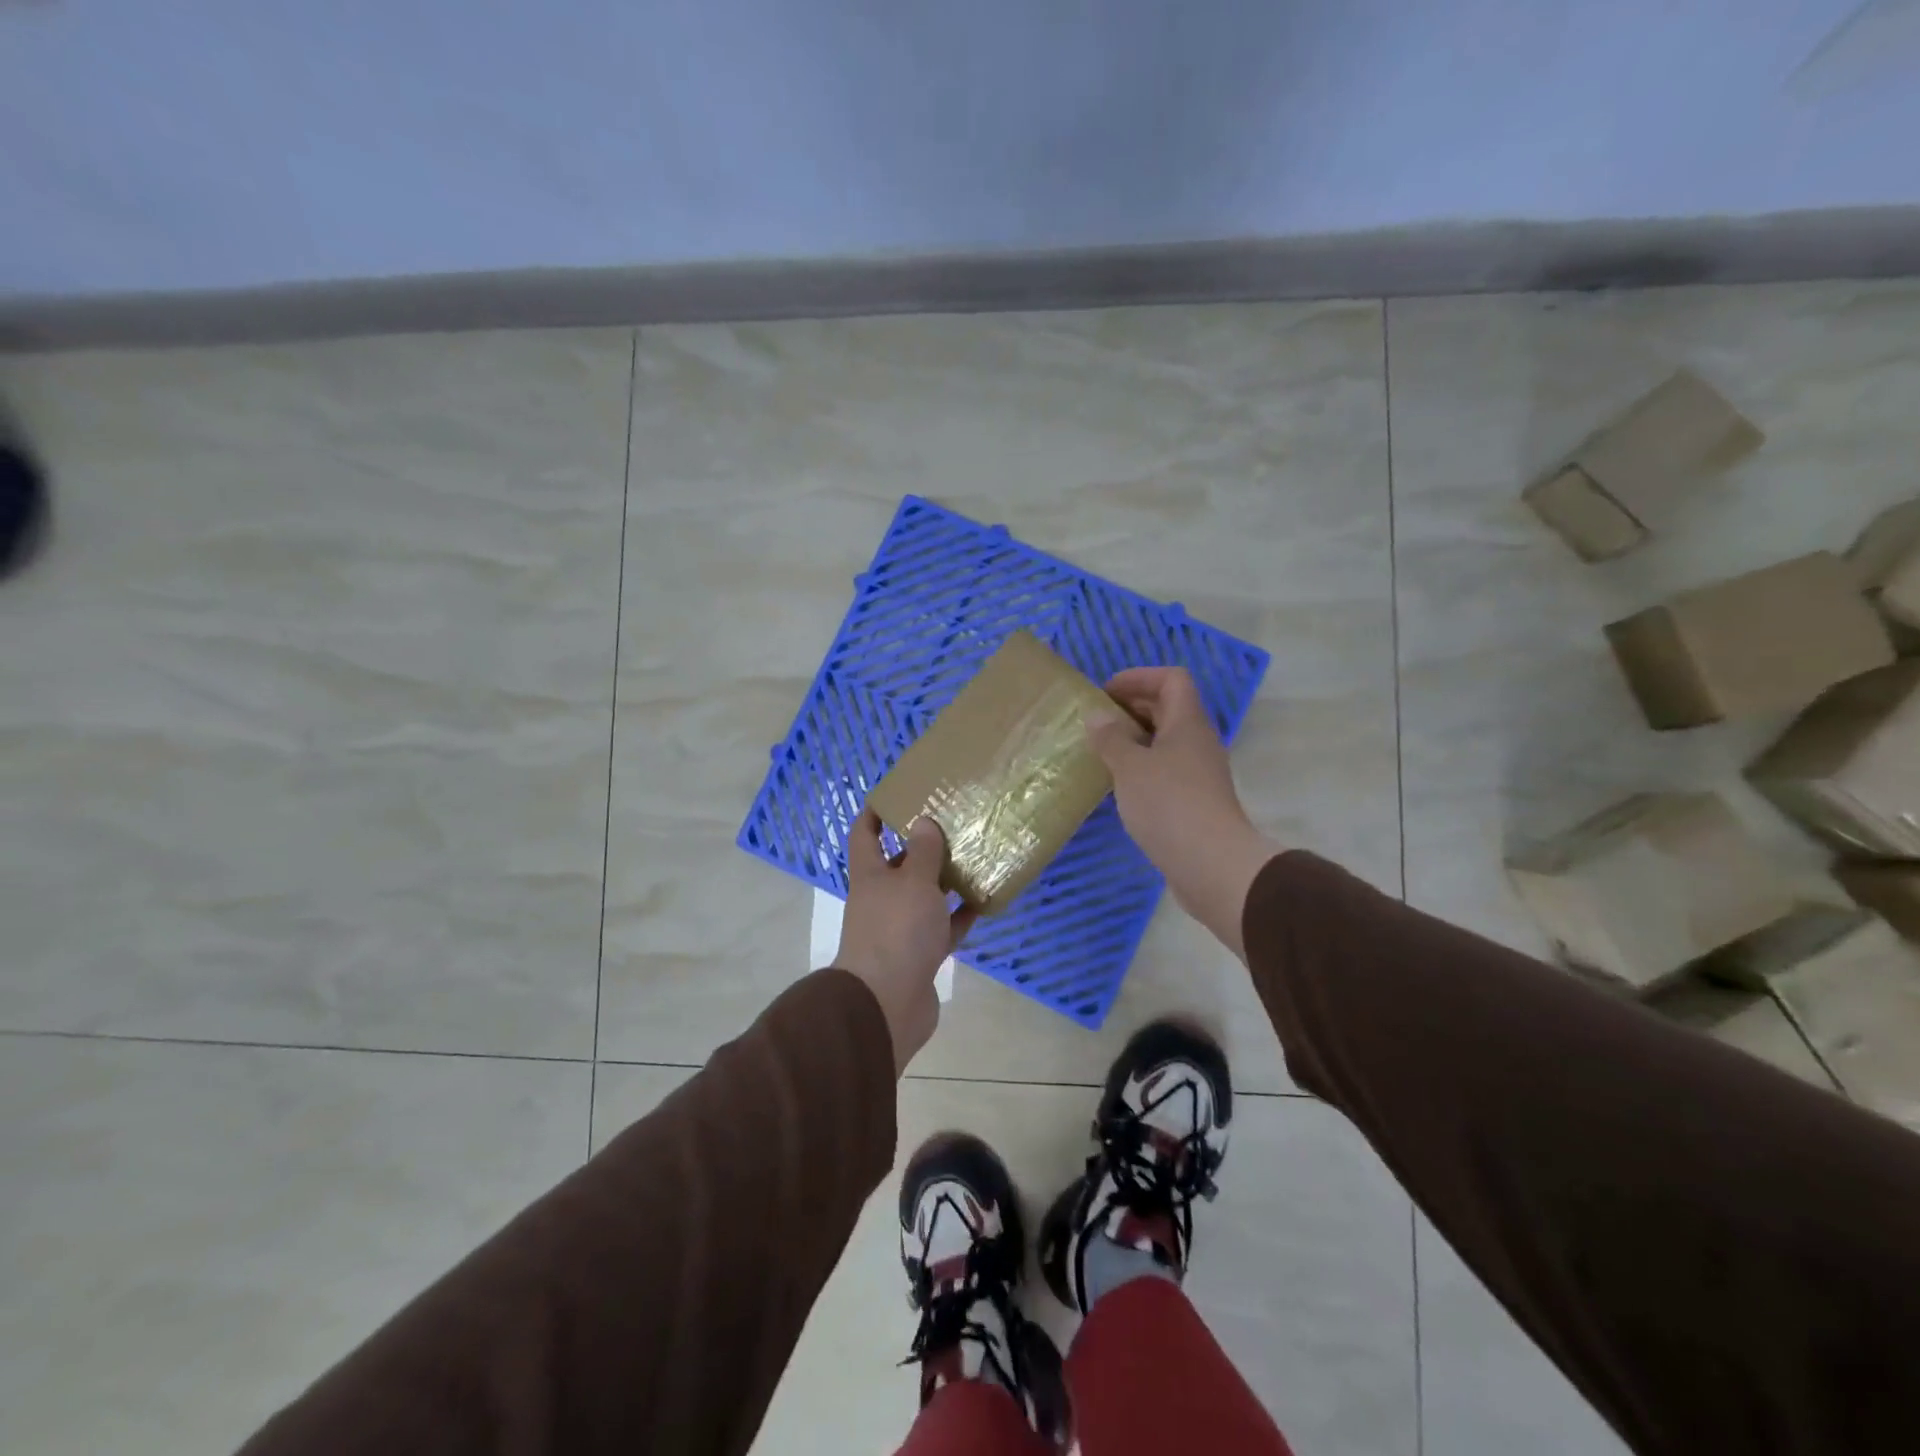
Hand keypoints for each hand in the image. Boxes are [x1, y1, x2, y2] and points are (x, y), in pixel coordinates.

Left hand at [837, 810, 976, 1074]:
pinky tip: (985, 902)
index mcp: (870, 875)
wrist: (887, 1004)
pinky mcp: (920, 955)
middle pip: (899, 864)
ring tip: (975, 857)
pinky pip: (943, 928)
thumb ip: (923, 853)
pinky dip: (960, 916)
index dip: (874, 812)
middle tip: (953, 824)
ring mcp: (900, 928)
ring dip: (945, 880)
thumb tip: (922, 822)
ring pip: (924, 896)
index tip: (896, 794)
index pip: (864, 834)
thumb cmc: (896, 931)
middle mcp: (881, 898)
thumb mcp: (913, 882)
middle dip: (922, 846)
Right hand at [1087, 667, 1282, 959]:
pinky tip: (1117, 785)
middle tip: (1095, 722)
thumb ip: (1111, 738)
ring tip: (1100, 752)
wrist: (1212, 864)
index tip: (1105, 693)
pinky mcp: (1193, 801)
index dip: (1139, 678)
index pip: (1171, 679)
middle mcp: (1197, 741)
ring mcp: (1198, 772)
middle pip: (1168, 708)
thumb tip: (1096, 716)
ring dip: (1134, 740)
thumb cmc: (1169, 804)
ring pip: (1165, 742)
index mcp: (1187, 722)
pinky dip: (1141, 768)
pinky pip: (1164, 769)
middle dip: (1131, 708)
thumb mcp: (1130, 767)